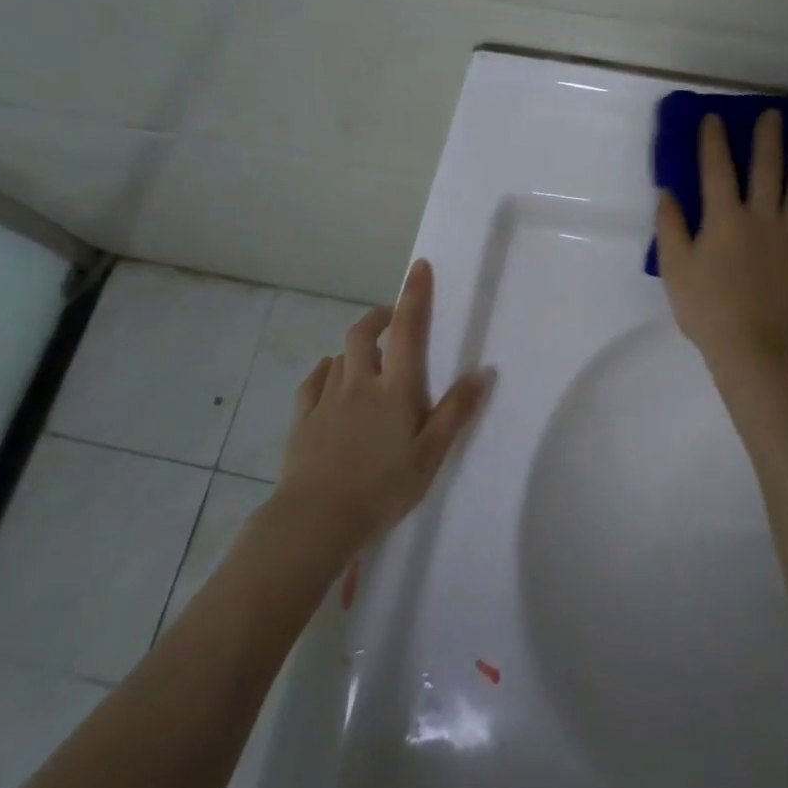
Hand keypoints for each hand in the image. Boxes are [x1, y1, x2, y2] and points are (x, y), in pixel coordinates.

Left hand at [277, 259, 490, 550]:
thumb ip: (455, 411)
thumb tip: (483, 372)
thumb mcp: (430, 455)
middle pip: (364, 333)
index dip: (414, 296)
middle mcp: (359, 383)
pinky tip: (331, 379)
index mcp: (395, 389)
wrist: (316, 519)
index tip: (419, 267)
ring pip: (339, 355)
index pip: (408, 330)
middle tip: (394, 320)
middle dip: (379, 316)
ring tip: (368, 361)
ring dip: (356, 348)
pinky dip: (327, 371)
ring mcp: (327, 399)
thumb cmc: (383, 488)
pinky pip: (314, 381)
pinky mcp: (303, 417)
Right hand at [655, 109, 787, 374]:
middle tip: (772, 114)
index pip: (717, 169)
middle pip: (768, 168)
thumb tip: (668, 193)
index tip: (714, 118)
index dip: (714, 141)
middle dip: (768, 137)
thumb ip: (670, 227)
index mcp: (725, 218)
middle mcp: (763, 217)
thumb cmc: (706, 308)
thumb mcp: (675, 268)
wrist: (752, 346)